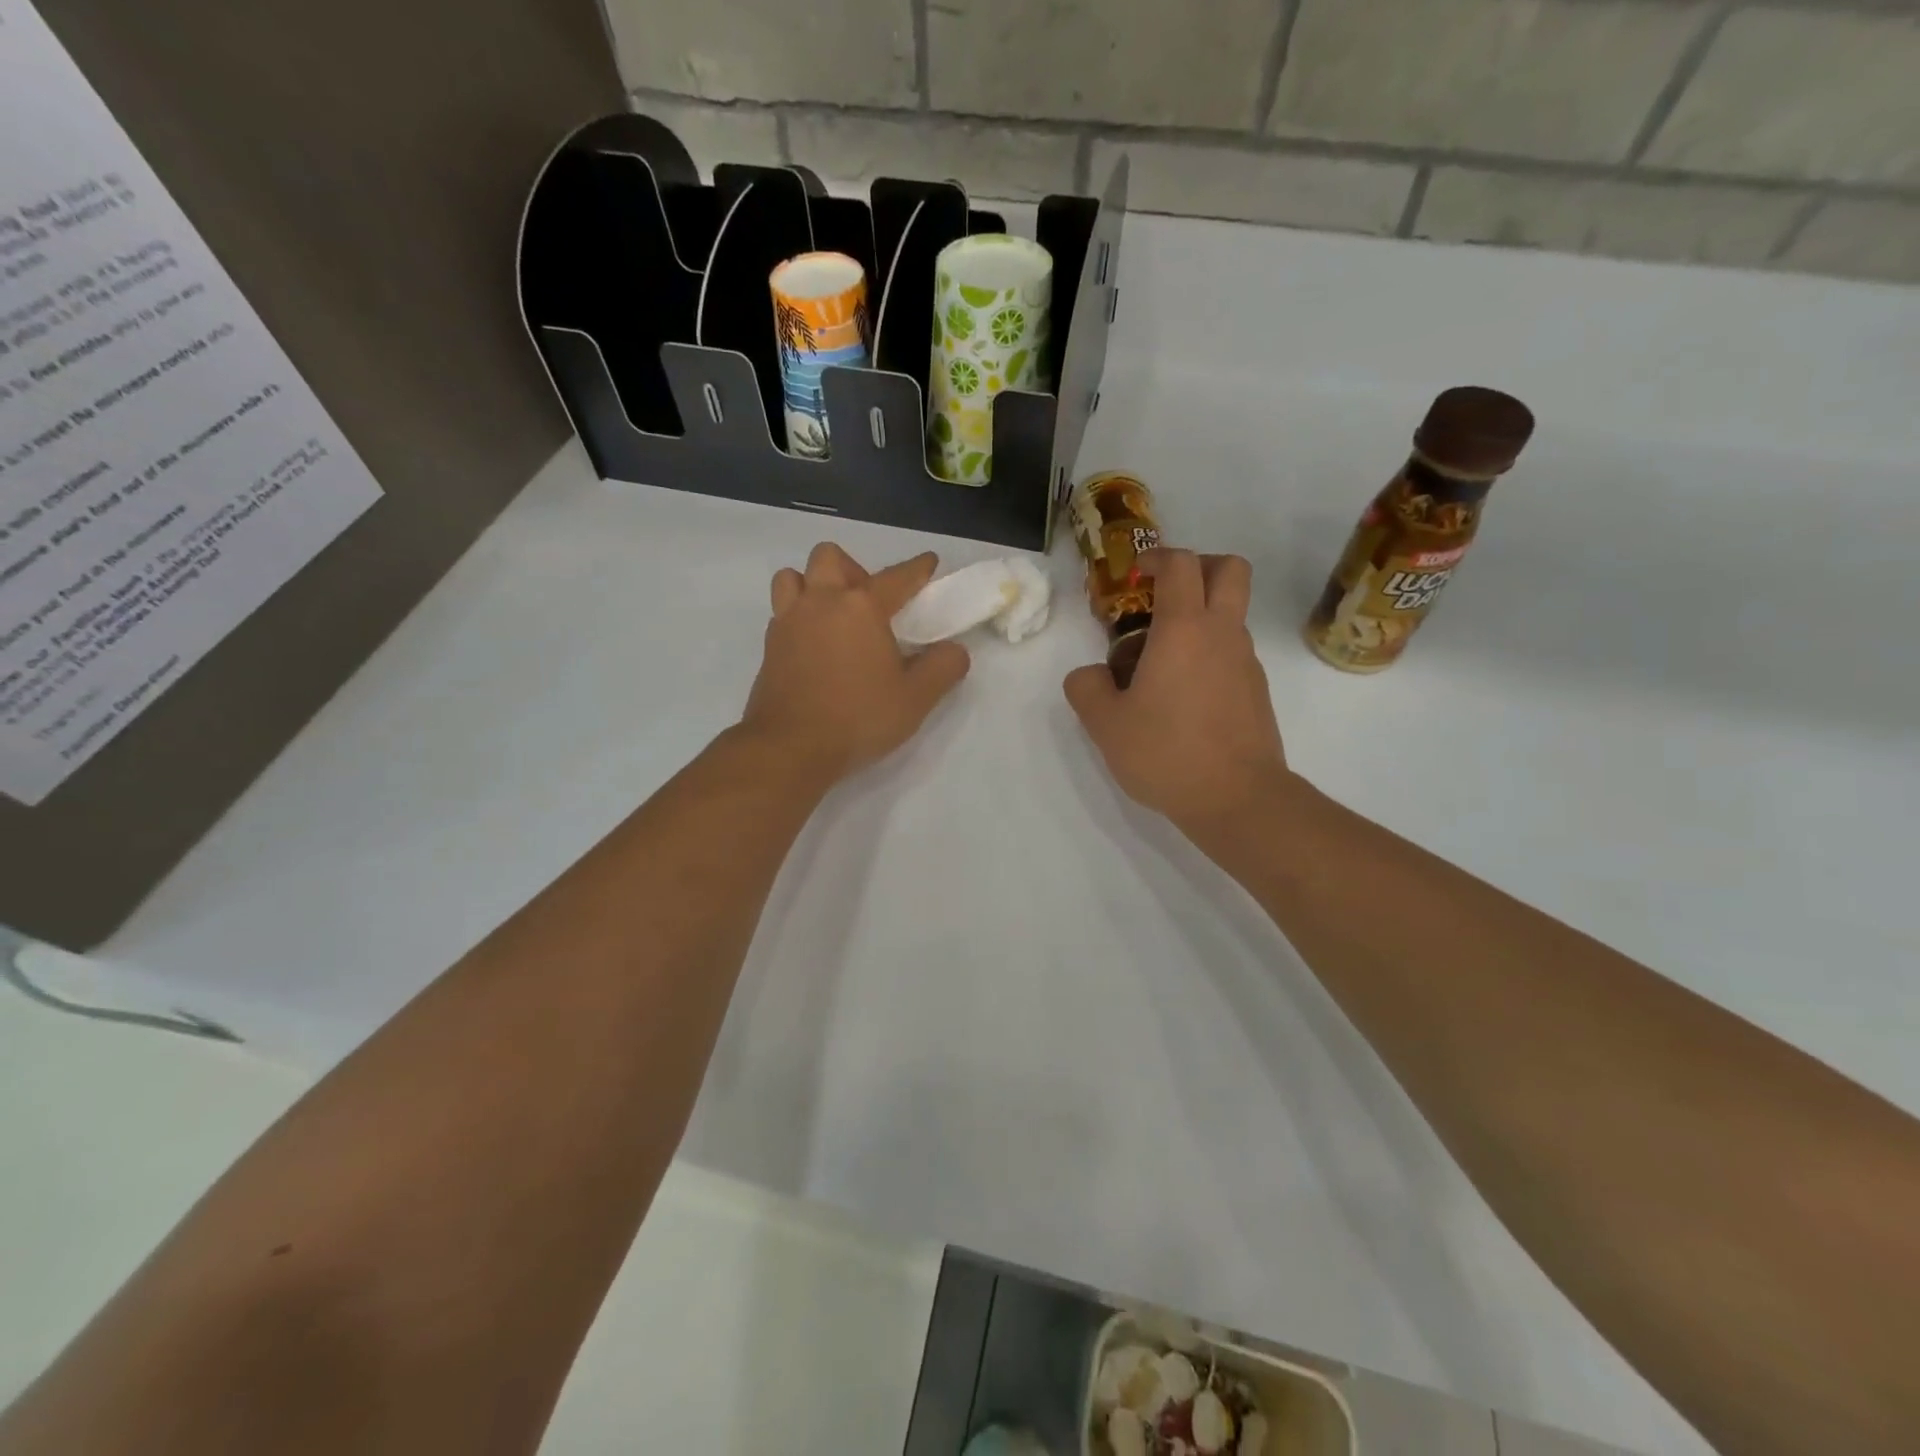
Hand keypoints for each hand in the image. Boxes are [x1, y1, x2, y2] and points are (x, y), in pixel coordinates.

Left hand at [742, 543, 969, 781]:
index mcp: (861, 607)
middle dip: (852, 569)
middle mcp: (821, 602)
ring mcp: (788, 622)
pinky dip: (798, 615)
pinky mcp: (769, 646)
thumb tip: (955, 650)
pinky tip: (814, 644)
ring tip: (832, 615)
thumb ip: (943, 668)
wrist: (791, 747)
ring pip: (793, 577)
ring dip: (813, 585)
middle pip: (830, 557)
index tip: (928, 563)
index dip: (917, 568)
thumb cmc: (858, 717)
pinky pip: (781, 612)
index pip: (896, 577)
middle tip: (868, 602)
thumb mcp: (916, 698)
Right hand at [1064, 549, 1292, 830]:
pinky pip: (1233, 652)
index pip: (1181, 564)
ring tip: (1160, 661)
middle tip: (1166, 593)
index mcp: (1185, 629)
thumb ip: (1086, 688)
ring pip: (1232, 614)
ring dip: (1201, 616)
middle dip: (1200, 565)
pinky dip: (1209, 653)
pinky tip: (1182, 696)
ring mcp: (1247, 662)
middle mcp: (1223, 634)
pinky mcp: (1257, 691)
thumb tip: (1090, 675)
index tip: (1136, 574)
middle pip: (1231, 569)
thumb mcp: (1105, 724)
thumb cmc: (1166, 753)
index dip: (1157, 556)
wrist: (1237, 799)